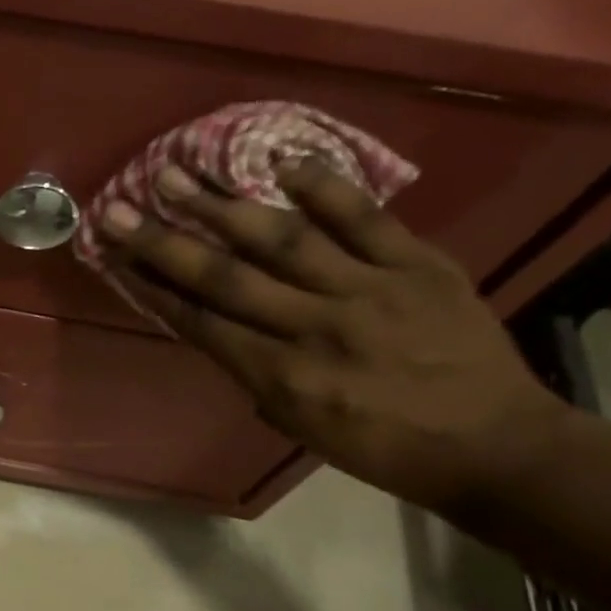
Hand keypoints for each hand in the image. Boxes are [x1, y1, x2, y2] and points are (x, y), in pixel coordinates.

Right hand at [96, 159, 572, 511]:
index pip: (202, 324)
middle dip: (165, 243)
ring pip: (283, 240)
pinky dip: (323, 187)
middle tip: (120, 210)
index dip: (153, 289)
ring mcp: (369, 290)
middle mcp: (315, 328)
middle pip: (226, 278)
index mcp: (283, 378)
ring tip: (178, 175)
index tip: (116, 260)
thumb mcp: (301, 427)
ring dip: (222, 206)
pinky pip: (365, 217)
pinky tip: (280, 161)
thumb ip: (255, 376)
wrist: (494, 445)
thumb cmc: (383, 448)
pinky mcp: (418, 265)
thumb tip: (221, 329)